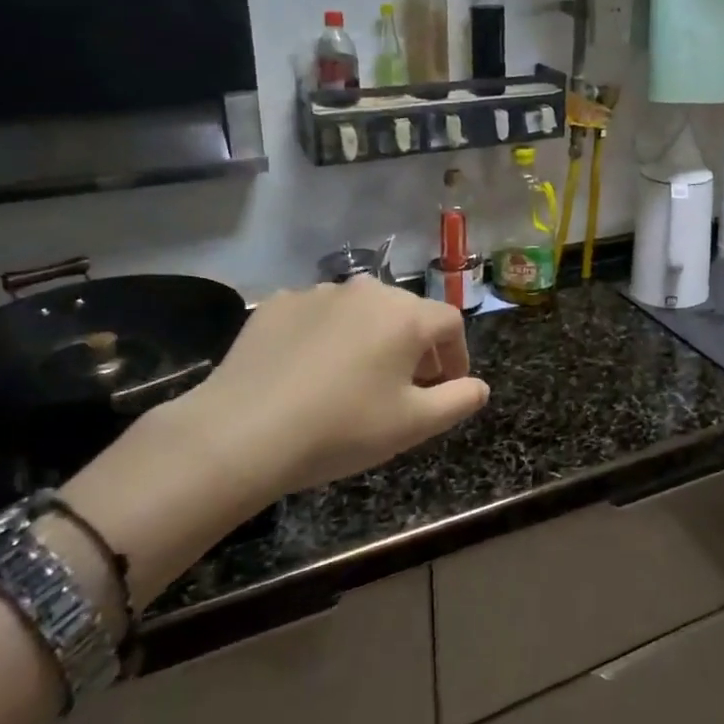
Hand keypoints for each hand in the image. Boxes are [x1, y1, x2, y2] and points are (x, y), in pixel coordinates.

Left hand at [171, 276, 489, 499]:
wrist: (243, 432)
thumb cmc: (342, 428)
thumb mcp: (414, 425)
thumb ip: (459, 400)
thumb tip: (480, 386)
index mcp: (406, 315)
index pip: (450, 322)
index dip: (456, 354)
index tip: (446, 386)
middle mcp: (366, 291)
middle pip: (406, 312)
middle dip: (414, 346)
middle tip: (403, 387)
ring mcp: (317, 292)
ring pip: (360, 312)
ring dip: (369, 338)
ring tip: (353, 378)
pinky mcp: (276, 304)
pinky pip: (317, 315)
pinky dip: (325, 336)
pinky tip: (308, 371)